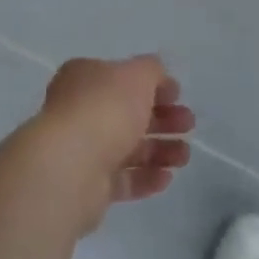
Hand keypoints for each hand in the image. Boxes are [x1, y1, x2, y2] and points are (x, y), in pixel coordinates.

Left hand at [29, 55, 194, 229]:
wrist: (71, 167)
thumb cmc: (105, 109)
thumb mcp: (136, 75)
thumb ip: (152, 70)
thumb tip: (159, 78)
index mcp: (85, 78)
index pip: (122, 78)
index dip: (153, 85)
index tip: (179, 96)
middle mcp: (80, 111)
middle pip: (128, 114)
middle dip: (162, 119)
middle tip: (188, 125)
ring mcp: (83, 150)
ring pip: (128, 148)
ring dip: (160, 150)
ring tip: (184, 156)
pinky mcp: (88, 187)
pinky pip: (123, 179)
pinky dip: (146, 177)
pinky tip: (167, 177)